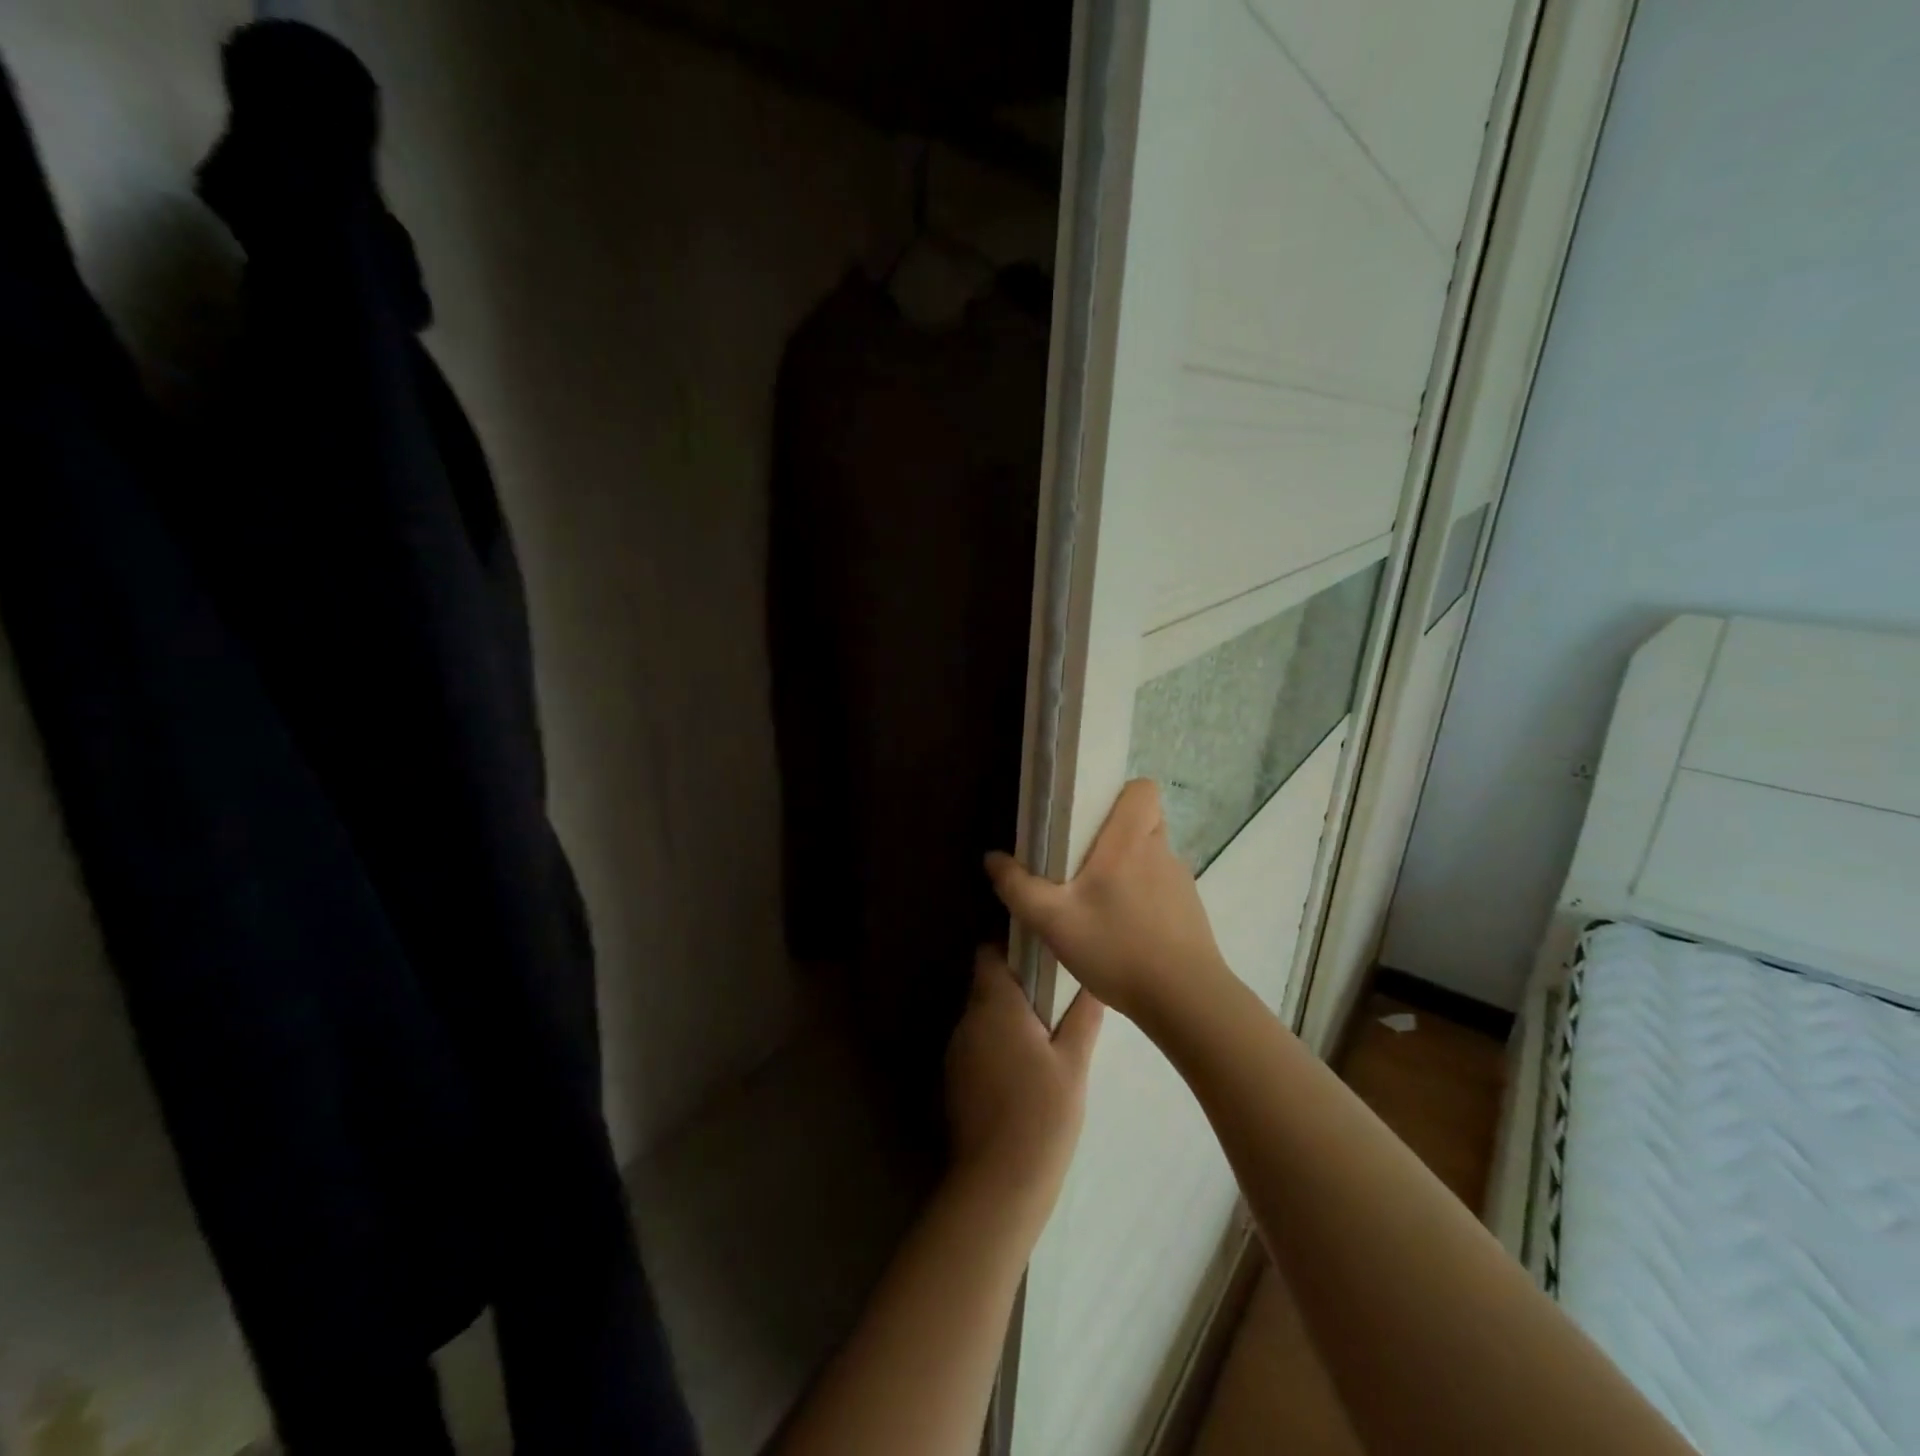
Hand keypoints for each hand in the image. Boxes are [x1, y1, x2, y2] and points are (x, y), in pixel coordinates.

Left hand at [944, 947, 1102, 1232]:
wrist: (998, 1183)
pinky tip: (1025, 1073)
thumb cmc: (1042, 1114)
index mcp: (994, 1004)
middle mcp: (968, 1019)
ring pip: (983, 1017)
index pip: (989, 952)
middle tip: (1057, 1000)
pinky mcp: (954, 1080)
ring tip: (1047, 1039)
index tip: (1042, 954)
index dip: (1012, 945)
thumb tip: (1093, 980)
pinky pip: (977, 1045)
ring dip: (1009, 1019)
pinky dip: (998, 1046)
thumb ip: (1083, 1016)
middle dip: (1018, 987)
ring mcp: (956, 1051)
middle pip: (988, 985)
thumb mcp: (1073, 1063)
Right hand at [985, 779, 1227, 1027]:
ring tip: (1098, 900)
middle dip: (1116, 832)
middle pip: (1144, 820)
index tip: (1091, 816)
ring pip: (1153, 855)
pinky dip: (1143, 897)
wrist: (1186, 1002)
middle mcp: (1161, 852)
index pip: (1144, 789)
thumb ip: (1018, 887)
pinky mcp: (1190, 911)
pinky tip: (1122, 930)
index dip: (1120, 794)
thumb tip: (992, 858)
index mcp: (1130, 841)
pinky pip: (1162, 887)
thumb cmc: (1118, 948)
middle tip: (1084, 859)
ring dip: (1128, 867)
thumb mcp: (1053, 922)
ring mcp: (1181, 882)